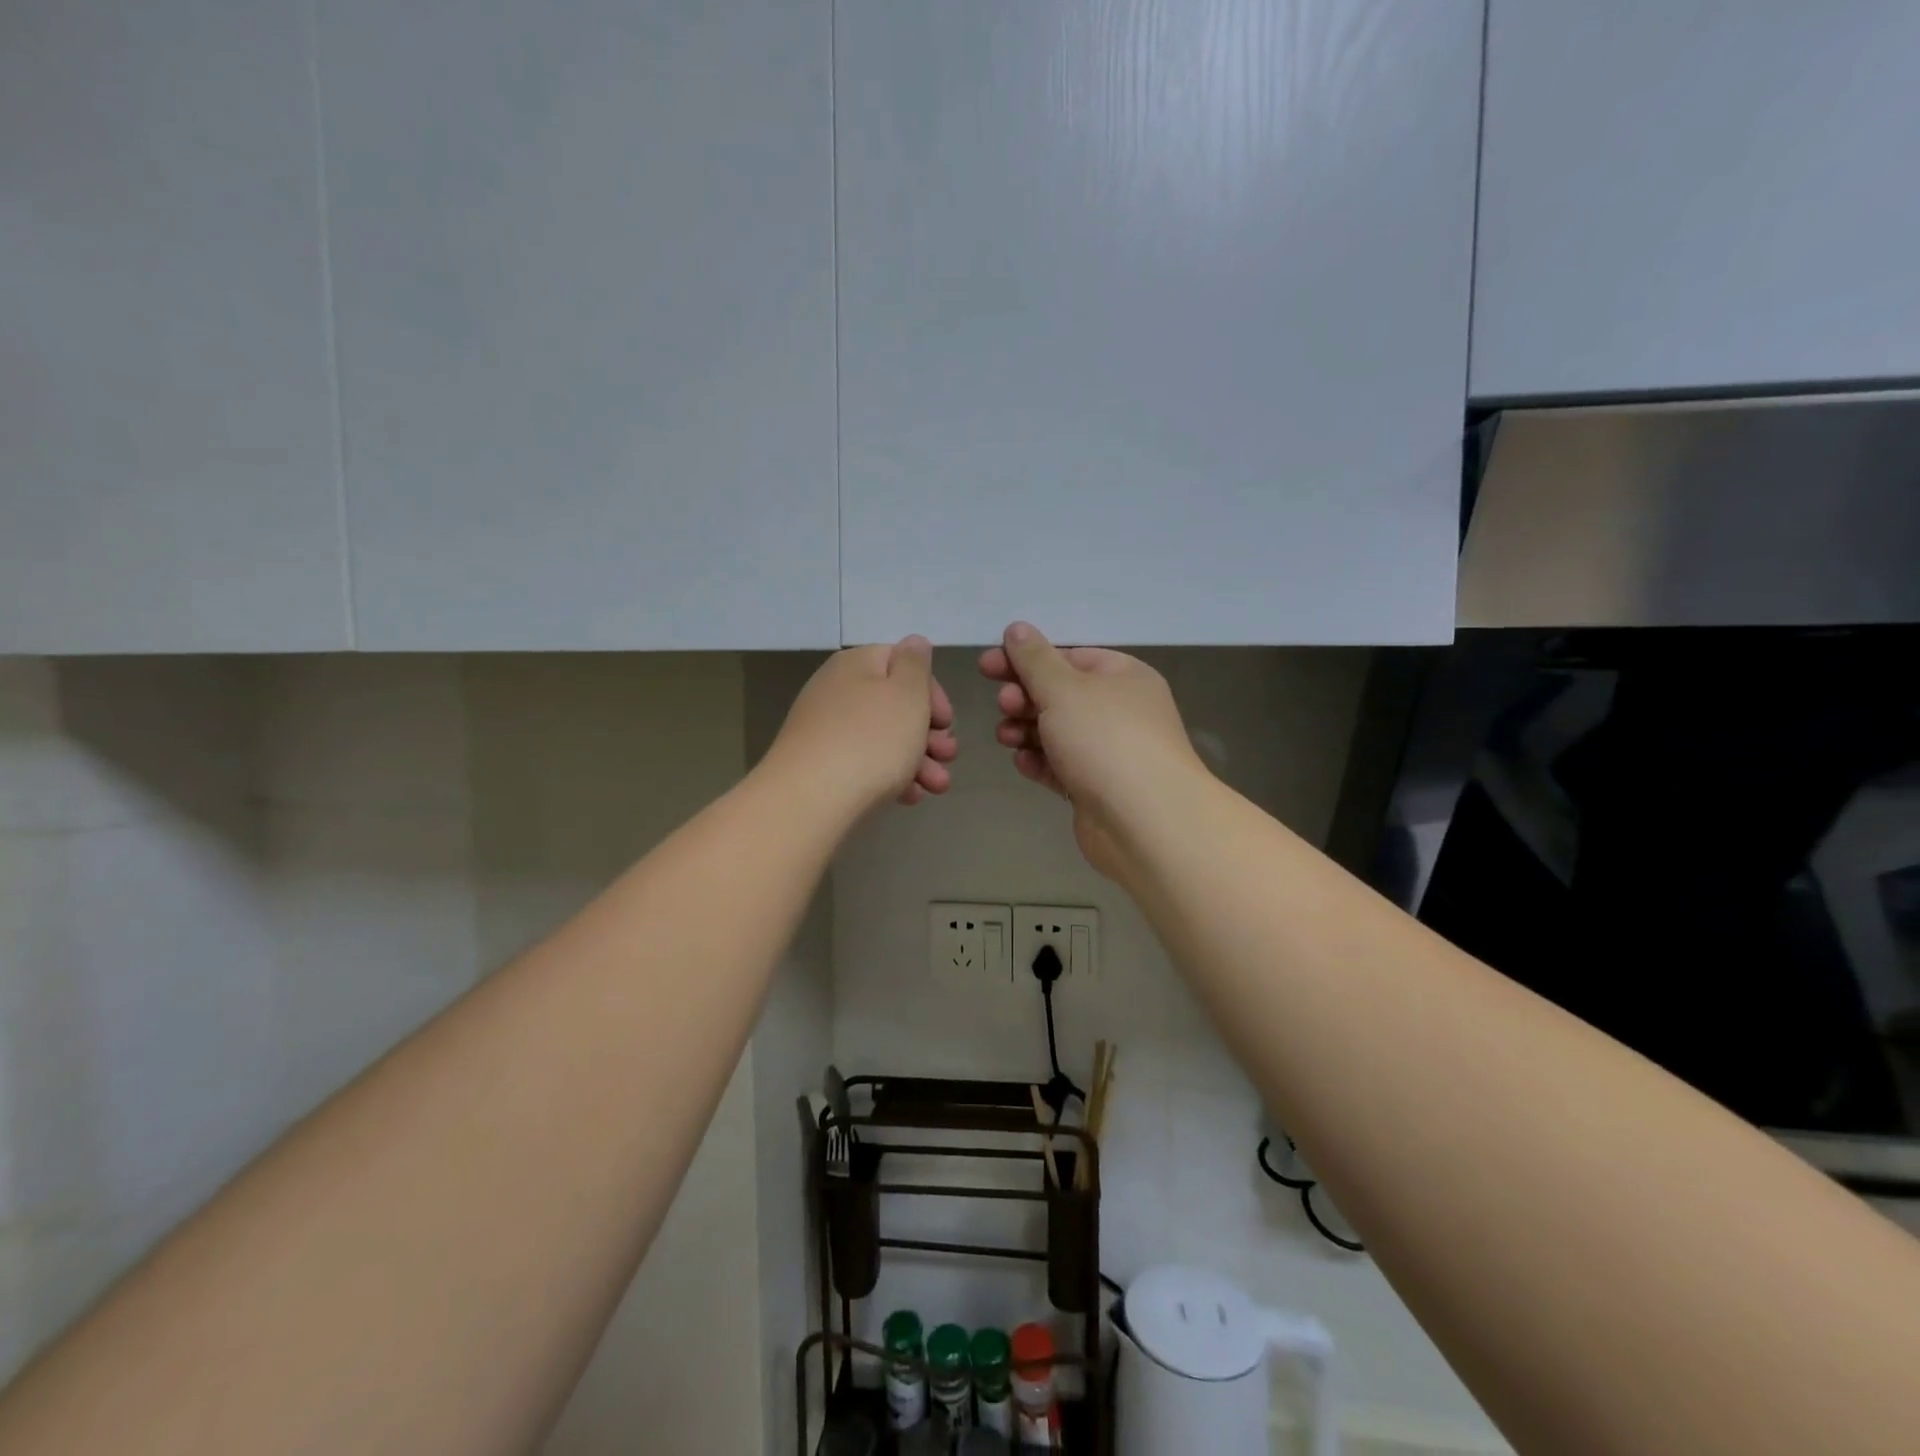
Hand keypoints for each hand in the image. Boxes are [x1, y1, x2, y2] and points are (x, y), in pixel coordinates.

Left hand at [768, 636, 956, 815]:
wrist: (811, 800)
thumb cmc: (871, 740)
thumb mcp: (907, 694)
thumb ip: (915, 664)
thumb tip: (914, 643)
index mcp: (856, 664)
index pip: (902, 663)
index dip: (932, 691)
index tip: (947, 722)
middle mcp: (837, 691)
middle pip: (895, 705)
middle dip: (929, 733)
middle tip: (948, 756)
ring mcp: (826, 730)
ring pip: (884, 738)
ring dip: (918, 760)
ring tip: (937, 787)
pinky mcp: (821, 766)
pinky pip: (865, 763)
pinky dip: (891, 776)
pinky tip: (909, 798)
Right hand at [979, 622, 1205, 879]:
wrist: (1146, 821)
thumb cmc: (1105, 740)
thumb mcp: (1064, 689)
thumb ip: (1035, 659)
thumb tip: (1017, 629)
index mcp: (1123, 676)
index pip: (1069, 657)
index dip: (1026, 660)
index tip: (987, 666)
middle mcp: (1120, 711)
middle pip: (1061, 695)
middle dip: (1025, 698)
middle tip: (1004, 705)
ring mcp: (1110, 752)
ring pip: (1058, 733)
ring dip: (1027, 731)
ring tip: (1007, 737)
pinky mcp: (1097, 788)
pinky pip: (1062, 767)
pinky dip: (1041, 762)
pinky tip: (1023, 764)